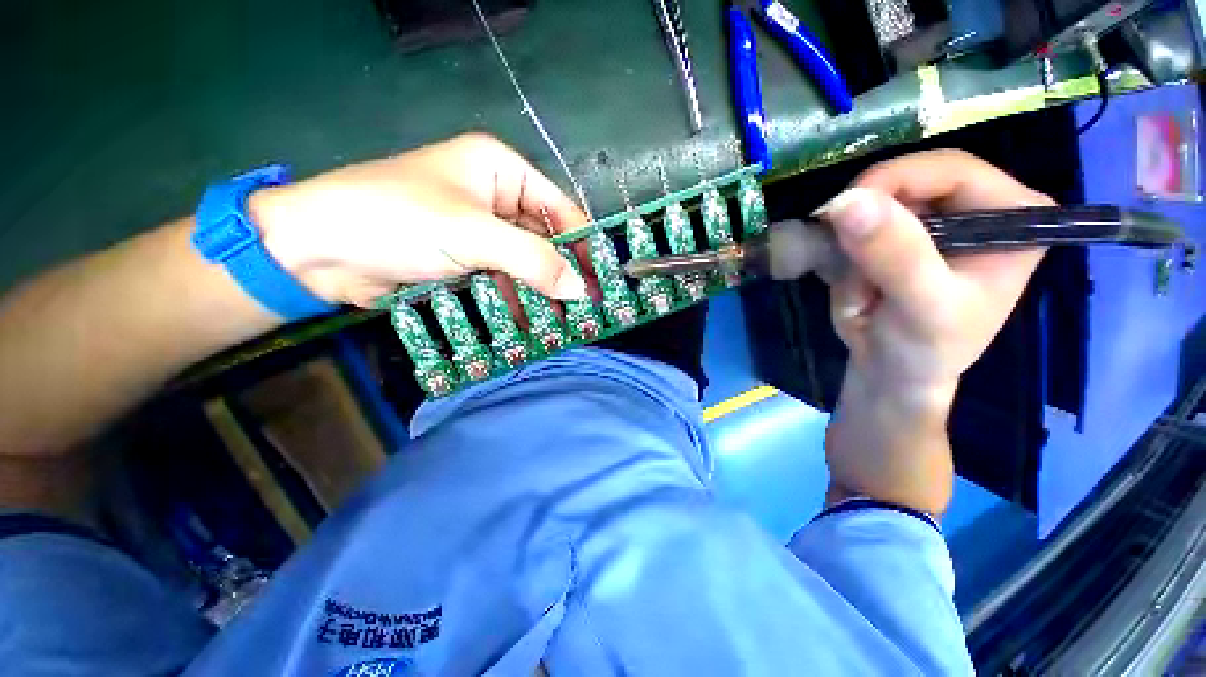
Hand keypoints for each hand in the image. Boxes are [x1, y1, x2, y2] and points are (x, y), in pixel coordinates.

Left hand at [249, 133, 590, 307]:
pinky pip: (504, 282)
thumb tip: (580, 289)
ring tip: (566, 327)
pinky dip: (516, 304)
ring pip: (526, 266)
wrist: (315, 251)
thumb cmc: (396, 220)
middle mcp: (496, 199)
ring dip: (542, 296)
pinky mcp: (467, 262)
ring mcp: (481, 234)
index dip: (583, 245)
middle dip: (563, 276)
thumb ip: (532, 261)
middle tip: (588, 310)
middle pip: (545, 241)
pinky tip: (531, 328)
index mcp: (501, 171)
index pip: (559, 209)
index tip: (602, 280)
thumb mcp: (472, 235)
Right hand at [815, 149, 1052, 513]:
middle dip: (866, 226)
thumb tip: (845, 202)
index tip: (839, 213)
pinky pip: (855, 228)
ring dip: (851, 246)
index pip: (949, 169)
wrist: (893, 374)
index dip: (891, 182)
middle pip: (907, 182)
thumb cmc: (926, 350)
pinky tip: (856, 287)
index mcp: (1012, 214)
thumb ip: (895, 254)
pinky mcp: (898, 236)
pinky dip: (842, 254)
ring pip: (872, 207)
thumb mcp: (921, 307)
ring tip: (861, 290)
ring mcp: (934, 220)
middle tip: (848, 266)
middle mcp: (977, 207)